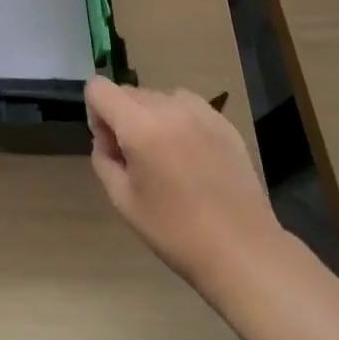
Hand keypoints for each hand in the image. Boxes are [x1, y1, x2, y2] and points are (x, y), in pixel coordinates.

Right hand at [86, 77, 285, 291]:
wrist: (243, 251)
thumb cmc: (175, 232)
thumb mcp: (123, 200)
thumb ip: (103, 159)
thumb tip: (106, 138)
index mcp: (140, 126)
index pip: (99, 88)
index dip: (95, 114)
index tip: (111, 147)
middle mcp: (169, 107)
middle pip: (128, 94)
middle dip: (123, 119)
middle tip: (137, 162)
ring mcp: (201, 111)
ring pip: (158, 98)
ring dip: (151, 119)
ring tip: (167, 158)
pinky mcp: (223, 121)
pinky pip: (186, 107)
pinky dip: (178, 122)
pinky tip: (193, 159)